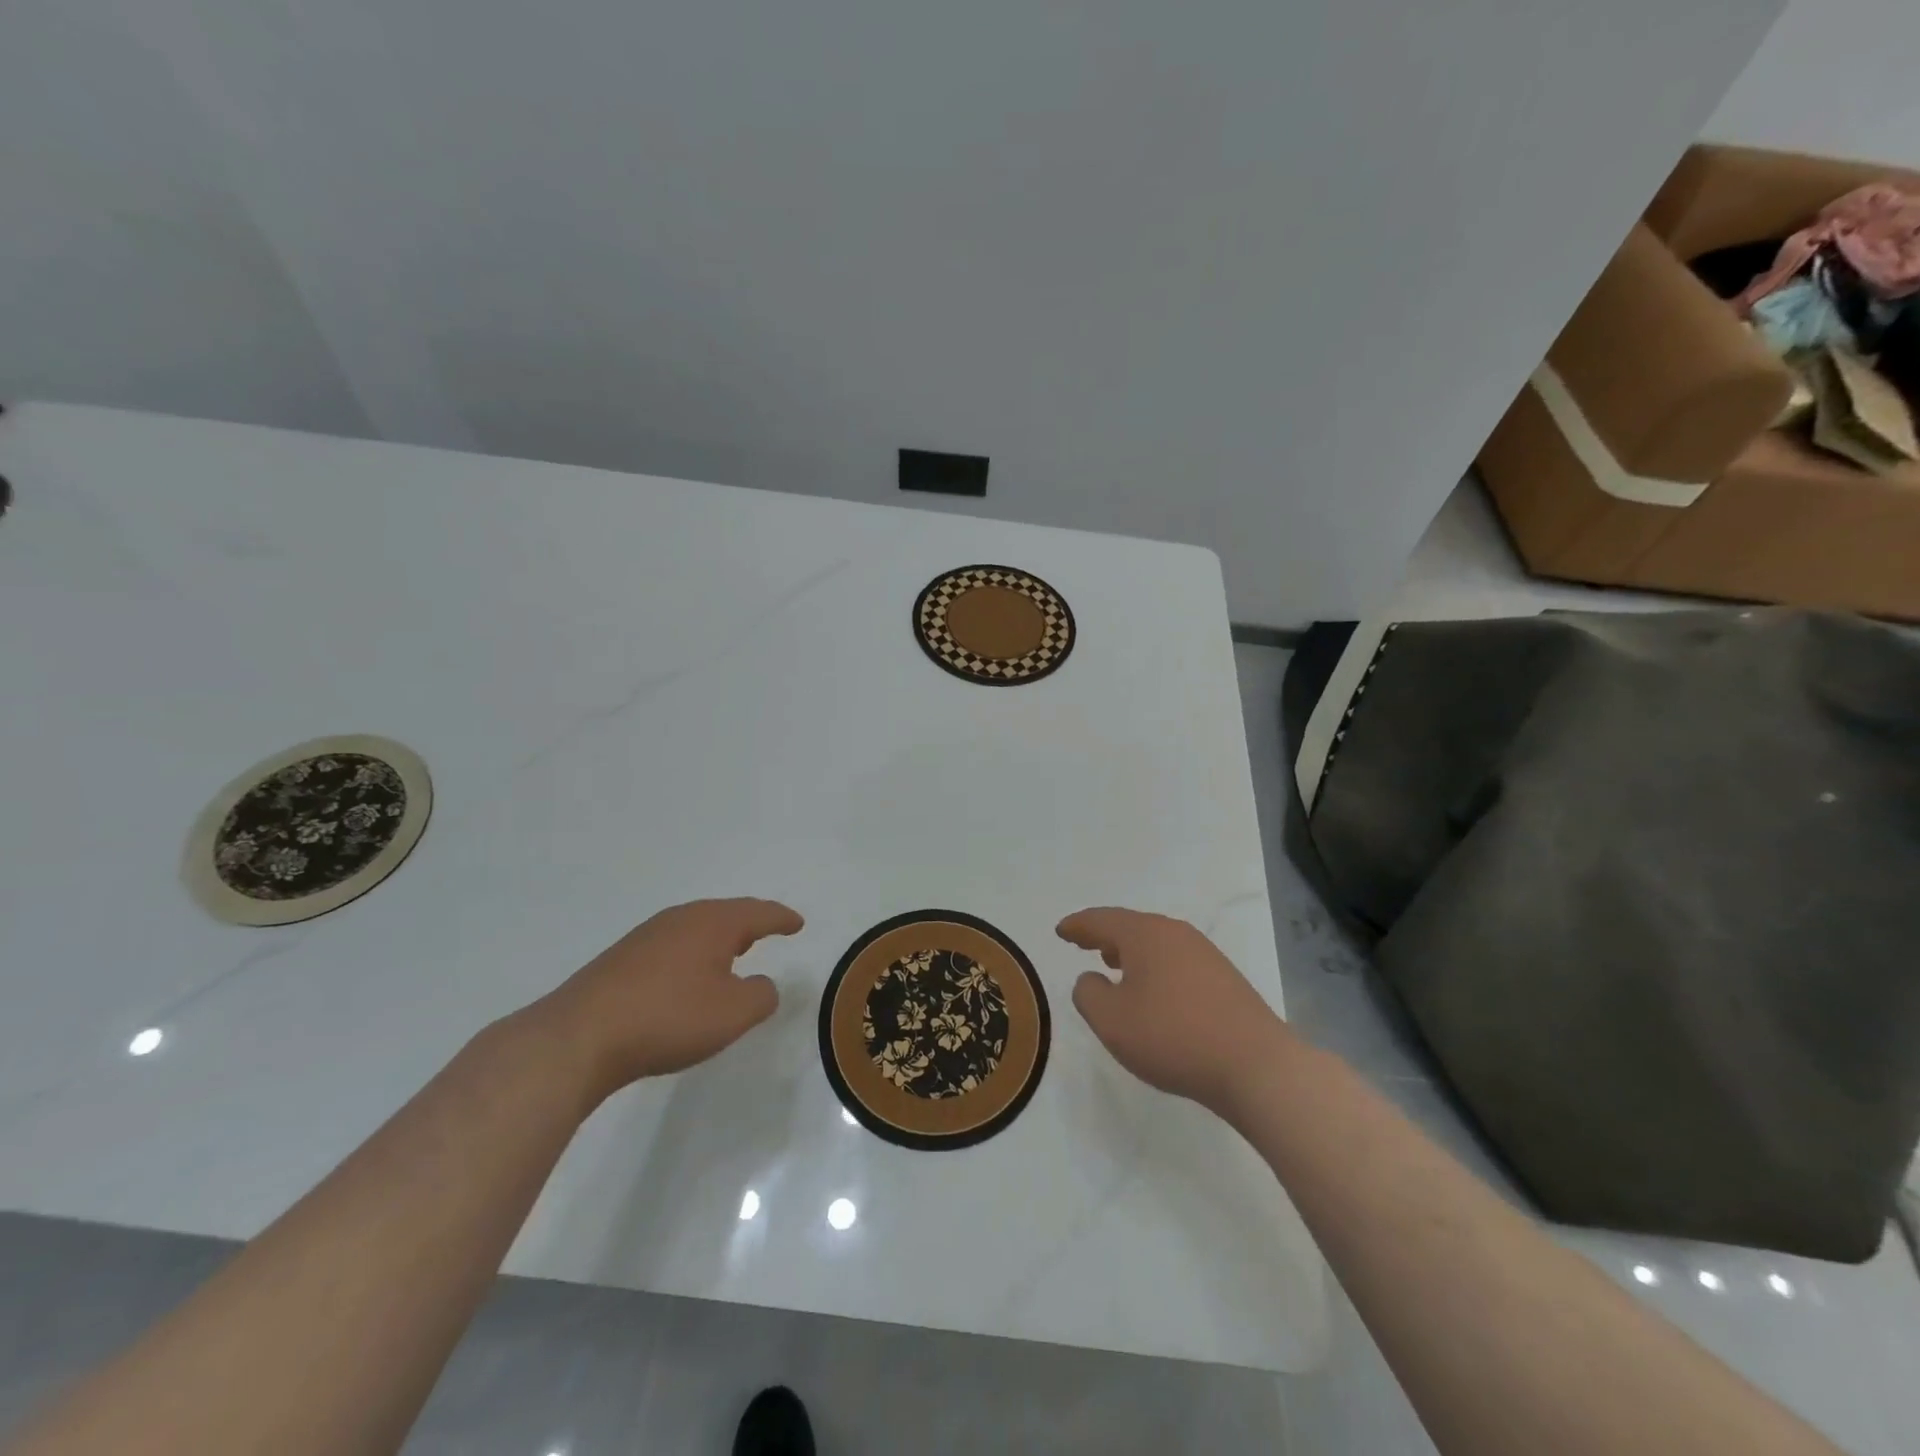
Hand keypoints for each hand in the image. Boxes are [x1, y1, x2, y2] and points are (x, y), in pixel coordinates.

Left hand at [538, 898, 802, 1099]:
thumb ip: (761, 996)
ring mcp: (646, 937)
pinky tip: (688, 976)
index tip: (798, 923)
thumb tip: (761, 985)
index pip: (758, 913)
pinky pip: (672, 946)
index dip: (781, 918)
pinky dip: (692, 954)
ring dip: (719, 939)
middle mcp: (681, 919)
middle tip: (769, 930)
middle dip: (749, 922)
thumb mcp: (733, 1013)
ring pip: (695, 928)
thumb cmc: (669, 1017)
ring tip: (733, 952)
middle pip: (725, 913)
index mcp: (713, 923)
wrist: (579, 1037)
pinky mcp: (621, 960)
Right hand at [1058, 907, 1291, 1116]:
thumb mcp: (1111, 1021)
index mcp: (1144, 935)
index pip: (1101, 920)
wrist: (1255, 1065)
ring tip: (1114, 964)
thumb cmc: (1172, 1037)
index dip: (1077, 926)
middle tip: (1084, 943)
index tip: (1060, 931)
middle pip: (1131, 926)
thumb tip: (1091, 978)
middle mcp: (1175, 933)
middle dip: (1104, 934)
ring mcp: (1204, 953)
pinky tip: (1154, 990)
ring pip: (1156, 942)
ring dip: (1131, 951)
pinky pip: (1176, 960)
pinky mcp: (1224, 978)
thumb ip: (1088, 993)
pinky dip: (1155, 967)